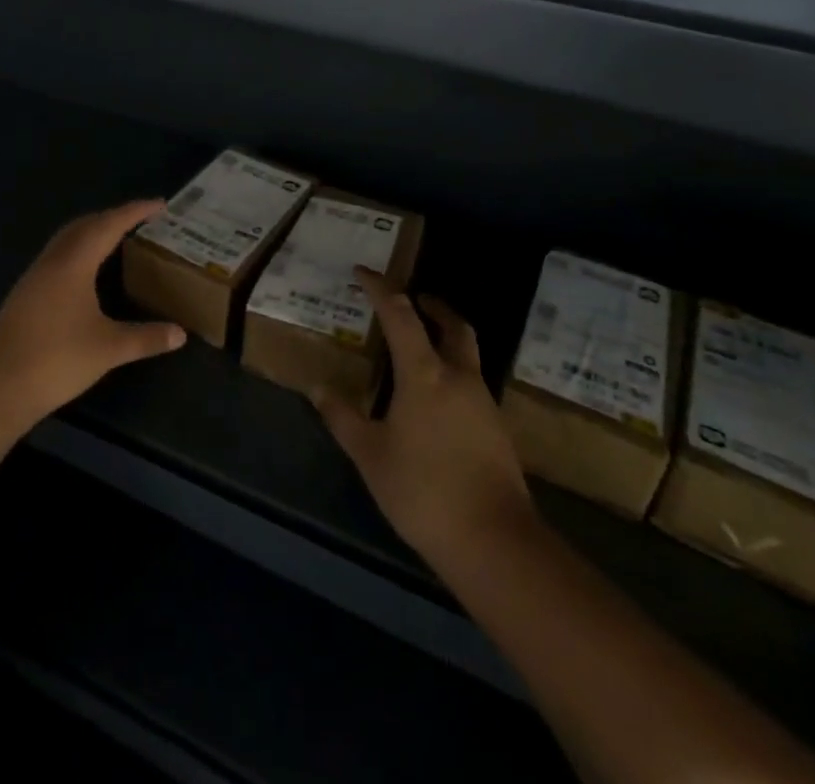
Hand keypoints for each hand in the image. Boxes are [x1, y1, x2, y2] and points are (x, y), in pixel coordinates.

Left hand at [0, 200, 185, 443]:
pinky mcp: (25, 295)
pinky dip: (79, 251)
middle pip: (84, 225)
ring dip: (93, 232)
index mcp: (73, 263)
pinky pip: (58, 257)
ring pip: (67, 240)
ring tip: (119, 240)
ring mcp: (34, 277)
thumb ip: (146, 338)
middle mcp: (52, 261)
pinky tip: (88, 273)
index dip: (135, 211)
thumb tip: (180, 334)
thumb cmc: (56, 361)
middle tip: (141, 220)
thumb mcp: (108, 349)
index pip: (109, 225)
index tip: (160, 204)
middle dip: (113, 217)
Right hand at [314, 272, 534, 574]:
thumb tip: (317, 388)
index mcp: (424, 374)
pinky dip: (454, 370)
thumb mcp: (370, 455)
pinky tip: (438, 397)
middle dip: (432, 305)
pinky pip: (473, 382)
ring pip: (468, 352)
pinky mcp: (497, 428)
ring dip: (446, 337)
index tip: (363, 271)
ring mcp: (483, 402)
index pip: (400, 314)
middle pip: (453, 325)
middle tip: (413, 299)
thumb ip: (343, 418)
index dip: (380, 288)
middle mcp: (458, 377)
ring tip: (421, 347)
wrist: (494, 542)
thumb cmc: (423, 491)